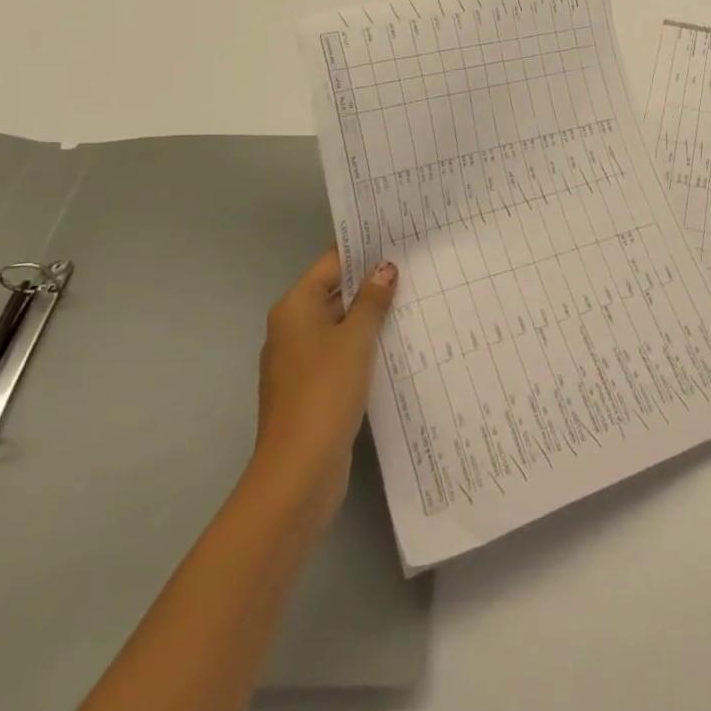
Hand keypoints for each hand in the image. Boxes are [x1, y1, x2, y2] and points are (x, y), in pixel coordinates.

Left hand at [247, 249, 397, 531]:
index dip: (364, 248)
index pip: (332, 262)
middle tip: (417, 265)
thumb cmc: (324, 393)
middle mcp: (293, 328)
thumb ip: (372, 300)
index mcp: (295, 308)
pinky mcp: (314, 389)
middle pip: (335, 291)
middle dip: (372, 281)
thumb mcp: (355, 339)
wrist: (298, 473)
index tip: (400, 236)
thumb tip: (385, 267)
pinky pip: (343, 353)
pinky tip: (398, 343)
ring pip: (341, 324)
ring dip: (372, 315)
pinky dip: (366, 345)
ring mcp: (302, 361)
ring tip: (417, 298)